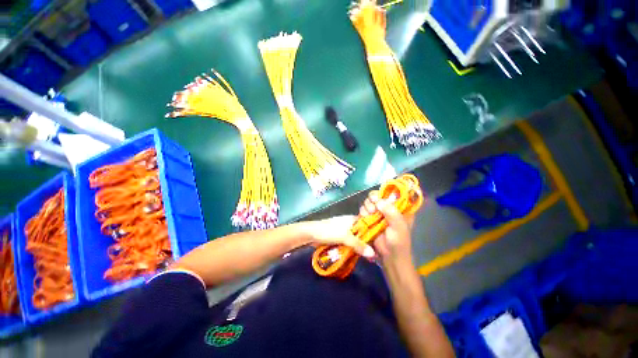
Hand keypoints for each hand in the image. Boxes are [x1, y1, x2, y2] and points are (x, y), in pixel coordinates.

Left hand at [303, 216, 375, 258]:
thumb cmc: (329, 231)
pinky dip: (354, 249)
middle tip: (378, 254)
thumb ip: (358, 244)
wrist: (311, 234)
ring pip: (357, 239)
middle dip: (369, 242)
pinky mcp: (340, 238)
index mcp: (353, 219)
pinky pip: (350, 243)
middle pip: (363, 233)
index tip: (383, 242)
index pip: (368, 224)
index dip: (375, 232)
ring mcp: (345, 231)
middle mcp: (350, 224)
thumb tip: (373, 254)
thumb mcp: (345, 237)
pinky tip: (360, 256)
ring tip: (371, 258)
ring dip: (361, 247)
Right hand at [360, 190, 414, 263]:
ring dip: (368, 205)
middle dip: (374, 199)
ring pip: (370, 201)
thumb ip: (391, 212)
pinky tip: (365, 217)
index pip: (394, 193)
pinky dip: (363, 211)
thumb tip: (379, 200)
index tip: (380, 197)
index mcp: (400, 208)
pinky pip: (364, 209)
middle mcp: (389, 208)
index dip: (386, 192)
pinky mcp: (370, 217)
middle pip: (379, 195)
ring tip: (370, 213)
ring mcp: (379, 212)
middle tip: (373, 207)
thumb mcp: (398, 227)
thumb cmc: (398, 242)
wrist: (389, 256)